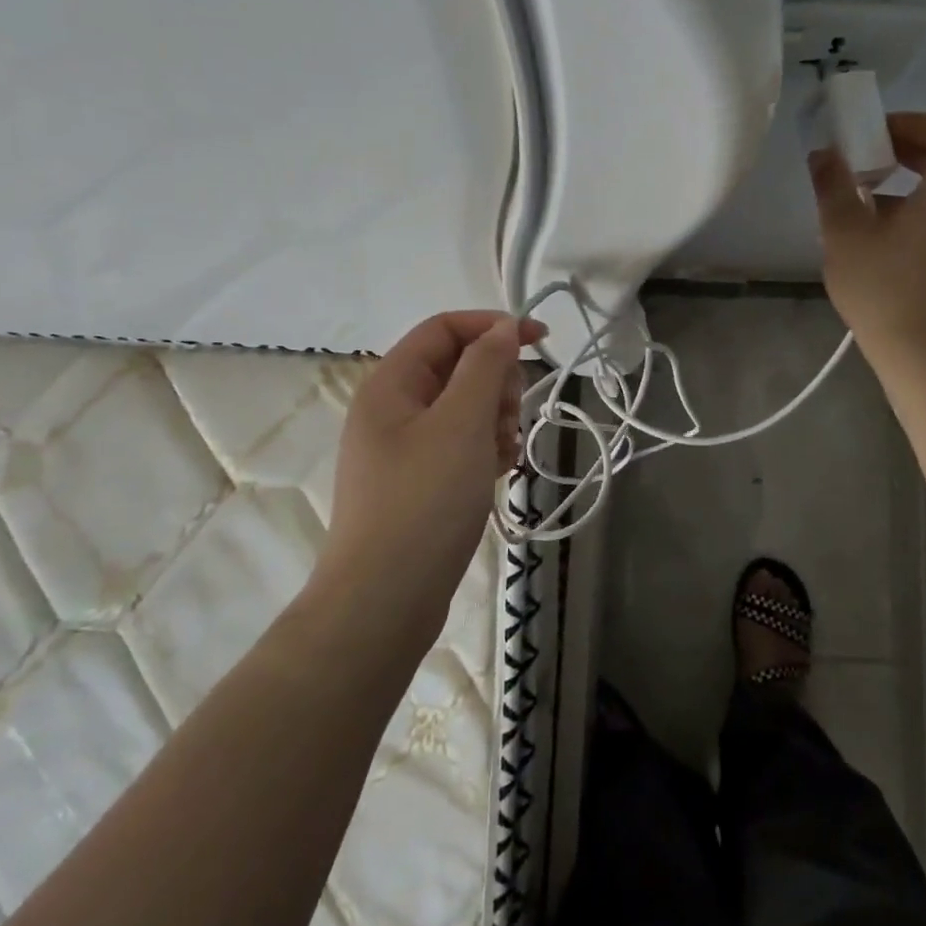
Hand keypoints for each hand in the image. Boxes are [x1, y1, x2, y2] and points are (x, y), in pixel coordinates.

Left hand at [319, 311, 544, 628]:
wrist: (385, 600)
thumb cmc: (424, 501)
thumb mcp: (461, 423)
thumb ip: (485, 367)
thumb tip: (502, 329)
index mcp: (390, 384)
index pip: (444, 329)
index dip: (492, 326)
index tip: (541, 341)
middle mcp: (392, 409)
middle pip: (457, 367)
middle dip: (495, 382)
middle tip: (509, 416)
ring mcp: (404, 448)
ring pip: (464, 408)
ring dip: (495, 419)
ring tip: (502, 453)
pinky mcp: (418, 481)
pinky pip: (460, 444)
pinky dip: (484, 449)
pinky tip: (497, 472)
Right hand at [812, 112, 925, 358]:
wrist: (923, 357)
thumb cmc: (884, 289)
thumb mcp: (846, 234)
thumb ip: (833, 187)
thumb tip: (824, 155)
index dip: (910, 122)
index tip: (871, 136)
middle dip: (900, 151)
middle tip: (858, 160)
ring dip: (899, 184)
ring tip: (855, 201)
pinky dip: (908, 210)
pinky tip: (870, 237)